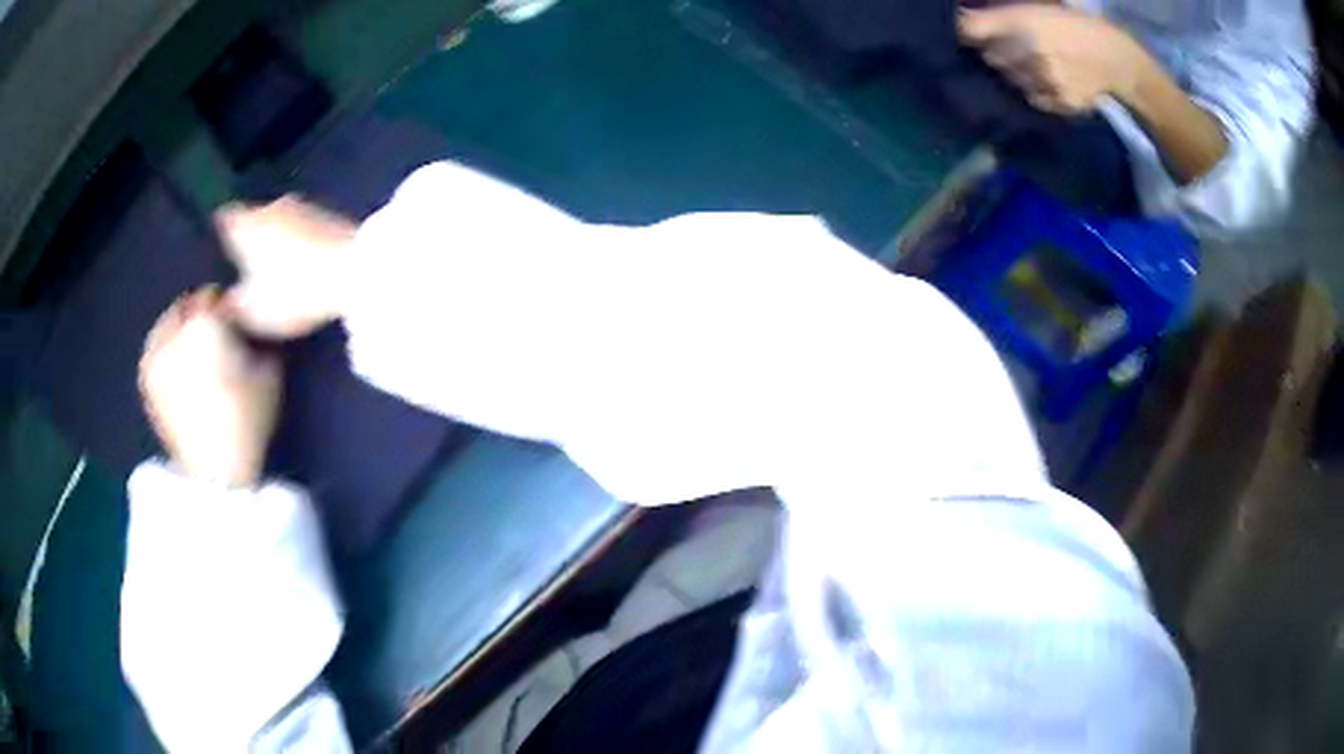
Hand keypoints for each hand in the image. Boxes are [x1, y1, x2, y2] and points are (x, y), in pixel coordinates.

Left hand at [139, 288, 280, 487]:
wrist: (217, 472)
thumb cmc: (247, 421)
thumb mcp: (270, 374)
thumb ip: (259, 339)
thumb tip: (250, 328)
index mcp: (206, 322)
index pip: (215, 296)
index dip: (227, 308)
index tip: (236, 324)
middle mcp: (176, 331)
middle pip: (188, 306)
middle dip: (201, 316)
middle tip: (215, 336)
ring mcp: (157, 355)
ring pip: (168, 324)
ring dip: (180, 329)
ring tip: (195, 350)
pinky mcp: (147, 380)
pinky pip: (153, 348)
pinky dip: (164, 348)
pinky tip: (177, 364)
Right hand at [215, 196, 356, 339]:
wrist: (357, 269)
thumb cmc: (295, 290)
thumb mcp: (255, 311)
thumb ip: (232, 305)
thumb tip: (221, 300)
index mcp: (247, 223)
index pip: (223, 218)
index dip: (218, 234)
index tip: (215, 250)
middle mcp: (272, 205)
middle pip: (252, 218)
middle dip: (247, 238)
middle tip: (241, 265)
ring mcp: (303, 206)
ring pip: (278, 221)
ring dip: (274, 239)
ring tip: (270, 268)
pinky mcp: (329, 215)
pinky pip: (301, 227)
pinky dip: (296, 241)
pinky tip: (299, 263)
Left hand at [959, 5, 1150, 114]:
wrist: (1114, 56)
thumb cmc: (1070, 24)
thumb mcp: (1034, 8)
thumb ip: (1000, 17)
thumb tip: (962, 20)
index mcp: (1020, 21)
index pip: (970, 30)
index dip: (965, 32)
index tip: (967, 33)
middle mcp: (1029, 51)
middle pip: (990, 57)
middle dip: (996, 51)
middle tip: (1014, 46)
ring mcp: (1044, 80)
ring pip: (1010, 79)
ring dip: (1015, 72)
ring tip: (1035, 62)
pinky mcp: (1058, 102)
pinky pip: (1032, 98)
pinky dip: (1034, 90)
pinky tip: (1050, 78)